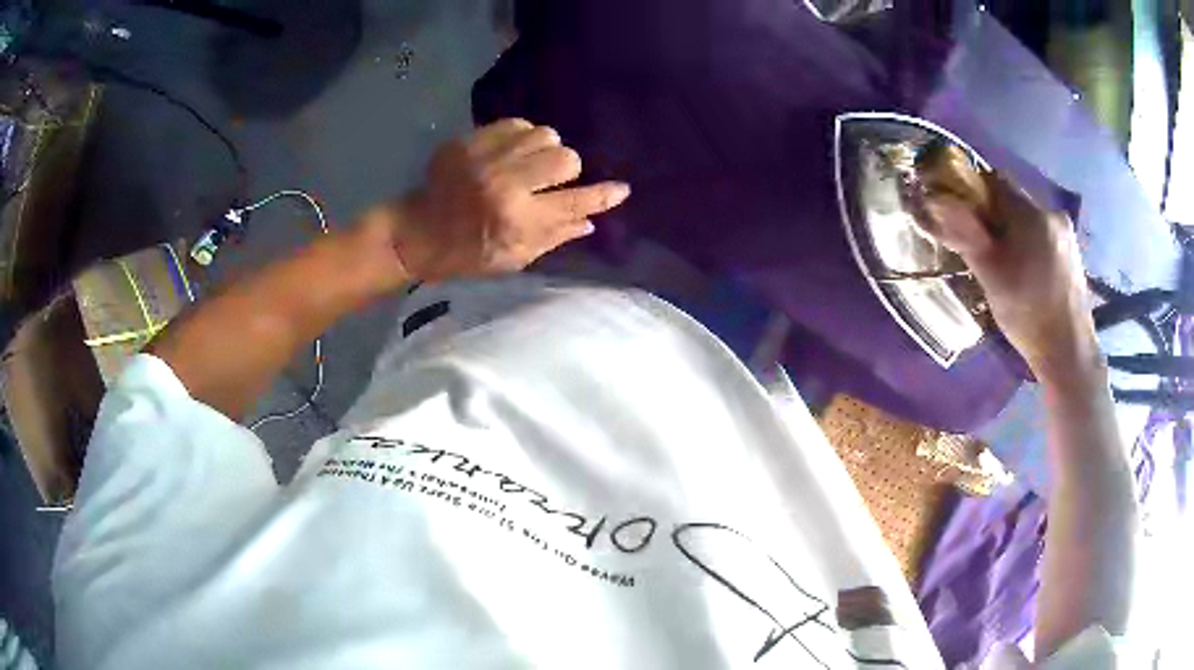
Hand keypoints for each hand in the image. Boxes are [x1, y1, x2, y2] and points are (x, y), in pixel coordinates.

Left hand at [362, 118, 629, 282]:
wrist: (418, 232)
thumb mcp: (514, 258)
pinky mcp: (468, 141)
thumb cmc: (469, 253)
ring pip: (544, 135)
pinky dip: (522, 136)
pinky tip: (513, 151)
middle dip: (568, 169)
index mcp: (517, 220)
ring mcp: (485, 158)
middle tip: (553, 181)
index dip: (603, 196)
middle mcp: (505, 184)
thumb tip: (591, 221)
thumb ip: (554, 237)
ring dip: (546, 149)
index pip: (574, 202)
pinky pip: (515, 123)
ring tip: (532, 163)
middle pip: (565, 158)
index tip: (621, 189)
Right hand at [920, 151, 1097, 380]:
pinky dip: (1029, 243)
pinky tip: (1027, 273)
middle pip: (1012, 199)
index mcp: (1031, 214)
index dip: (972, 193)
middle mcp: (1051, 212)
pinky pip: (1043, 233)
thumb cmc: (1028, 315)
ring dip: (1012, 230)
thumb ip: (966, 236)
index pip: (993, 181)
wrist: (1069, 353)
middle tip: (982, 248)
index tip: (961, 218)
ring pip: (1028, 218)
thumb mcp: (991, 277)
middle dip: (993, 216)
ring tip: (1005, 265)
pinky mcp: (1072, 251)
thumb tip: (938, 203)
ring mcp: (1066, 232)